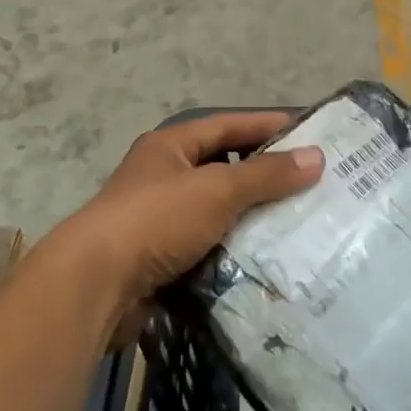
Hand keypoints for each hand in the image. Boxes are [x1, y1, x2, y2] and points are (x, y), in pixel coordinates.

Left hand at [63, 112, 323, 339]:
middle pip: (221, 168)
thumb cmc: (157, 220)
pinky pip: (205, 247)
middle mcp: (162, 175)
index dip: (266, 127)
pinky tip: (263, 261)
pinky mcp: (157, 259)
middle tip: (310, 185)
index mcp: (170, 146)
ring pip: (215, 212)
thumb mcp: (217, 190)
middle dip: (262, 176)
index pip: (227, 125)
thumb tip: (316, 156)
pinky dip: (231, 252)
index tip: (308, 133)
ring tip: (296, 225)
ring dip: (248, 218)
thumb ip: (266, 175)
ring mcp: (157, 219)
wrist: (95, 284)